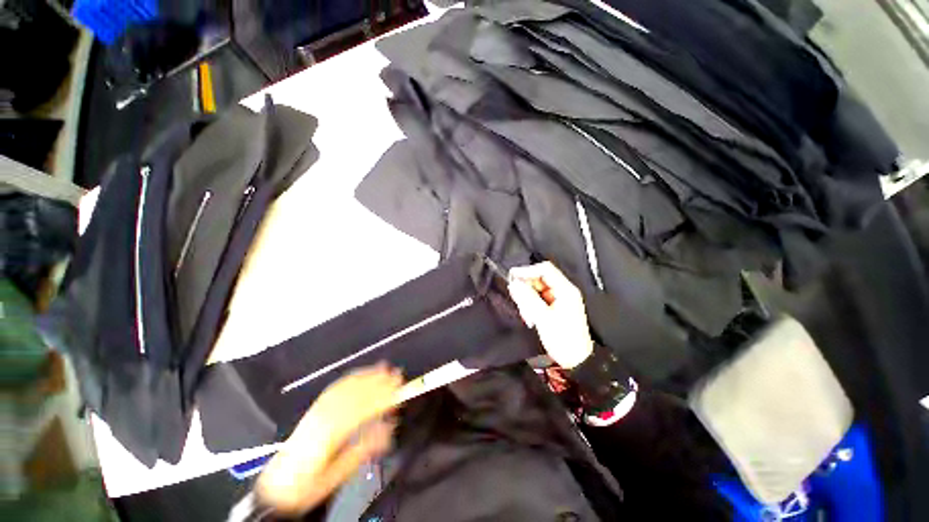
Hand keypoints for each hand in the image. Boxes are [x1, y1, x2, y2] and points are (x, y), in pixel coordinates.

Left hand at [256, 364, 402, 515]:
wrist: (279, 485)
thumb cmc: (310, 484)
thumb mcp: (339, 475)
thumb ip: (364, 448)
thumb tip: (388, 427)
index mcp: (328, 437)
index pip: (360, 410)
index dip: (381, 397)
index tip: (398, 390)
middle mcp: (322, 417)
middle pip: (355, 394)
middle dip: (379, 383)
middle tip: (398, 375)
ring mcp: (317, 410)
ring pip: (346, 387)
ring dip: (368, 376)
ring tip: (386, 368)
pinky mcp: (315, 407)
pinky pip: (336, 387)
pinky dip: (353, 377)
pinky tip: (363, 373)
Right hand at [507, 262, 593, 368]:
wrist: (575, 360)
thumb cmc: (562, 339)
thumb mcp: (543, 317)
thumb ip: (528, 298)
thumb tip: (514, 283)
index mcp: (565, 290)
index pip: (545, 269)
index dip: (528, 271)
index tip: (512, 277)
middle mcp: (563, 290)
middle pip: (540, 279)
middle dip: (527, 288)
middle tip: (519, 301)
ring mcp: (558, 298)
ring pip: (537, 289)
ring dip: (528, 299)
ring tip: (527, 314)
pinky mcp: (554, 306)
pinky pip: (538, 298)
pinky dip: (531, 305)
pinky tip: (530, 316)